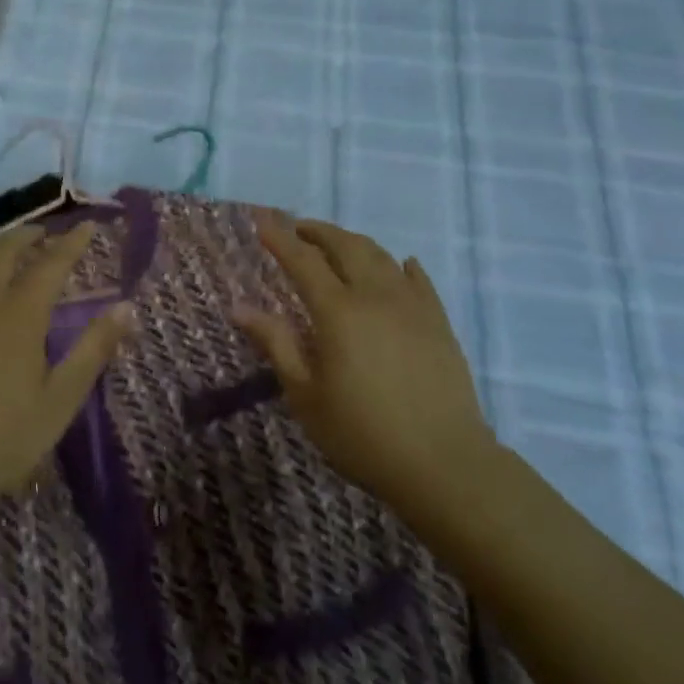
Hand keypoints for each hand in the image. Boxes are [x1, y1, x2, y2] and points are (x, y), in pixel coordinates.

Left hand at [0, 223, 129, 536]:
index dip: (71, 242)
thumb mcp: (61, 399)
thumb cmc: (6, 439)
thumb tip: (127, 307)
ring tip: (1, 243)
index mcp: (19, 316)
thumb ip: (95, 349)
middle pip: (3, 253)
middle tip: (43, 232)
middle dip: (27, 236)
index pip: (51, 265)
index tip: (88, 225)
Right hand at [235, 213, 493, 513]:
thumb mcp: (306, 395)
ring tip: (336, 245)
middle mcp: (375, 295)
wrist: (444, 463)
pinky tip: (399, 265)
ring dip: (352, 242)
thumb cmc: (362, 434)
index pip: (303, 261)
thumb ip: (276, 344)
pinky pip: (418, 279)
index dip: (280, 238)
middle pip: (344, 246)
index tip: (262, 220)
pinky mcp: (438, 321)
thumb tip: (240, 308)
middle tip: (296, 228)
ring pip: (380, 255)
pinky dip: (400, 265)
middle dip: (317, 231)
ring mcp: (412, 305)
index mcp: (338, 311)